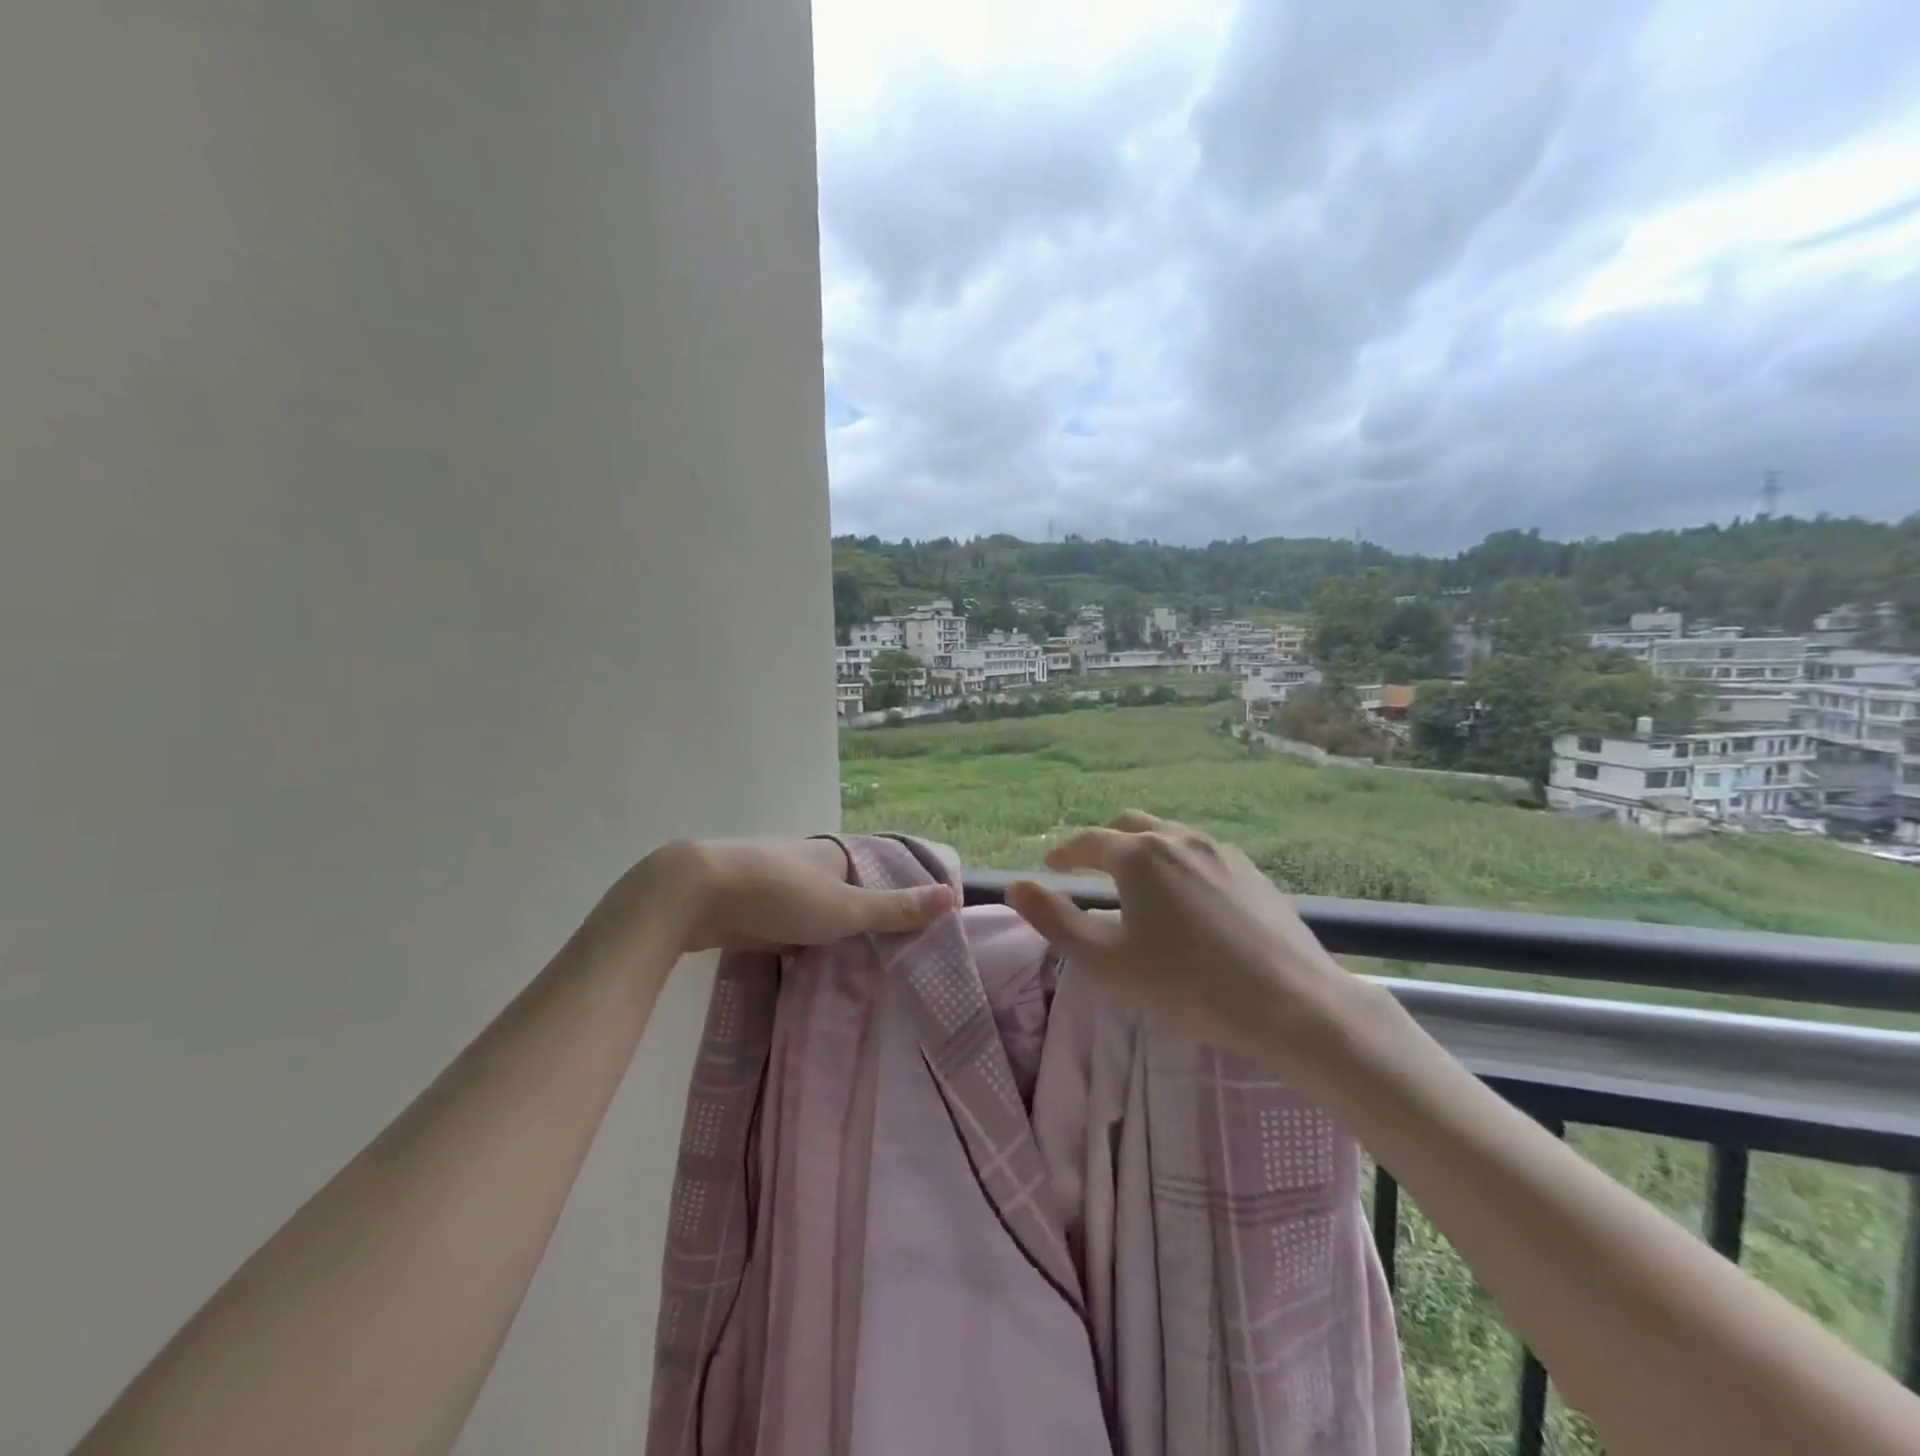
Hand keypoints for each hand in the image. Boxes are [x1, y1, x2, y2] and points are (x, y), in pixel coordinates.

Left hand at [589, 837, 953, 962]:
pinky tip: (817, 967)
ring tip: (866, 969)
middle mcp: (813, 862)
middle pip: (854, 891)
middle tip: (900, 958)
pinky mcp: (755, 905)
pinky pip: (794, 924)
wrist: (696, 893)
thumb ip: (896, 908)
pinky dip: (809, 941)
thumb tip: (953, 896)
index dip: (907, 896)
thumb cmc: (780, 894)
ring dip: (838, 933)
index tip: (927, 929)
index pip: (886, 871)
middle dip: (873, 918)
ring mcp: (782, 882)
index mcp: (839, 853)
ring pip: (822, 909)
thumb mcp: (846, 907)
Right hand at [1006, 812, 1369, 1064]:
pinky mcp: (1251, 871)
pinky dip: (1176, 862)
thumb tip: (1017, 887)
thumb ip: (1056, 921)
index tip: (1050, 866)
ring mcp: (1220, 851)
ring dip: (1142, 849)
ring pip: (1168, 835)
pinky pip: (1200, 852)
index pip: (1088, 841)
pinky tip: (1186, 897)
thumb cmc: (1188, 984)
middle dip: (1102, 842)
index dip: (1064, 853)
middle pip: (1129, 826)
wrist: (1293, 1003)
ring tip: (1136, 882)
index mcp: (1139, 855)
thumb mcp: (1107, 961)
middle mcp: (1178, 838)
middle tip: (1089, 868)